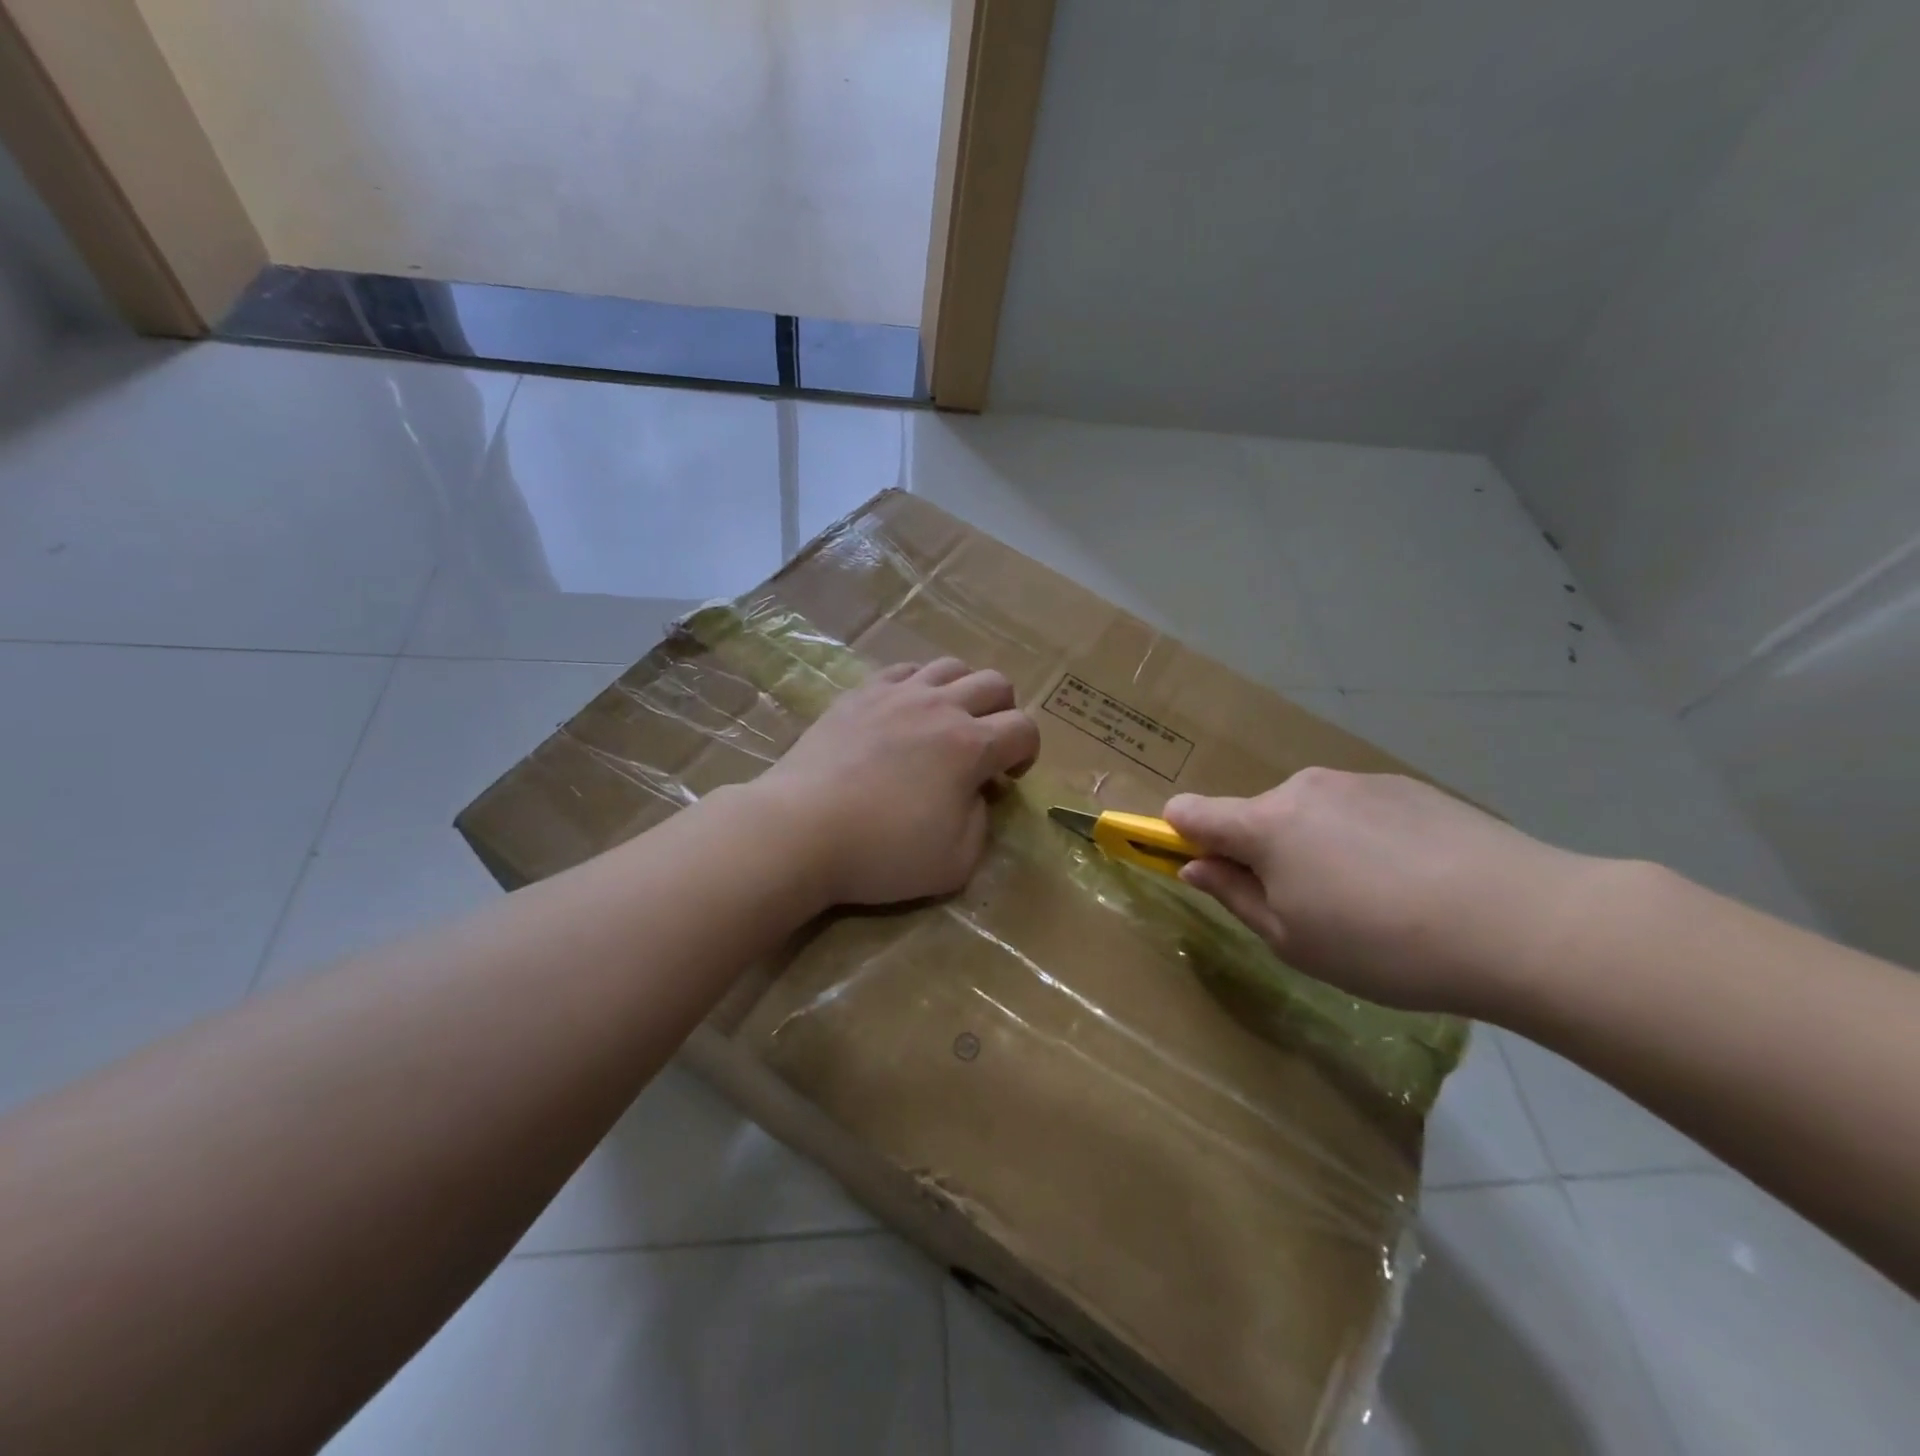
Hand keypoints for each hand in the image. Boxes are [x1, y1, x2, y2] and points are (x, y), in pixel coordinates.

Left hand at [754, 658, 1040, 906]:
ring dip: (963, 691)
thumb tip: (976, 793)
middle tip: (984, 747)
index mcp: (971, 746)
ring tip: (947, 722)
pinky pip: (903, 670)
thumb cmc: (882, 851)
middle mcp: (940, 707)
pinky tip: (904, 712)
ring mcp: (896, 694)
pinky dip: (917, 685)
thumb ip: (982, 823)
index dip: (1028, 752)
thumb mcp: (956, 862)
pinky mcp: (859, 694)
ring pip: (950, 666)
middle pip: (995, 682)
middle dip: (1003, 712)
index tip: (1007, 778)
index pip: (1024, 729)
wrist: (800, 830)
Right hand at [1165, 770, 1597, 1013]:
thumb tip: (1194, 866)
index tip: (1193, 865)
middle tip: (1308, 909)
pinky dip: (1361, 840)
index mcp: (1266, 824)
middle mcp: (1304, 787)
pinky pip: (1357, 811)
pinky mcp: (1408, 787)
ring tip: (1373, 900)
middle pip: (1255, 816)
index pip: (1191, 811)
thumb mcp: (1293, 940)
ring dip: (1314, 847)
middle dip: (1262, 854)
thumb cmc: (1384, 944)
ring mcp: (1359, 782)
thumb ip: (1234, 896)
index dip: (1177, 835)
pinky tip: (1412, 880)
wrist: (1524, 922)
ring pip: (1309, 814)